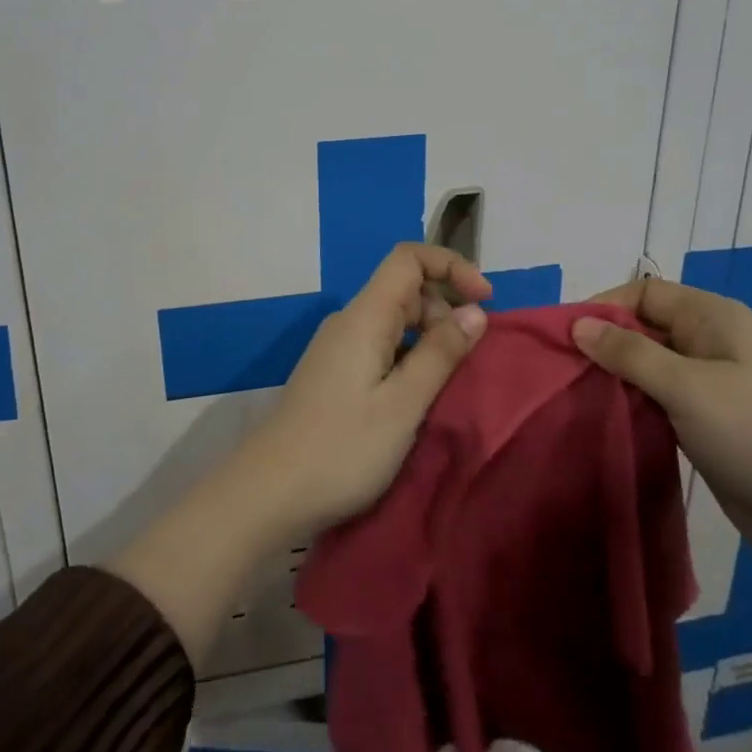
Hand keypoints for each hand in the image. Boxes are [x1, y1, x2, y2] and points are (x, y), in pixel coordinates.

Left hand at [242, 244, 492, 538]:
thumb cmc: (342, 449)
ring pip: (393, 321)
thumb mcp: (403, 404)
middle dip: (444, 310)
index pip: (408, 258)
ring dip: (428, 339)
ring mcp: (337, 348)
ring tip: (447, 383)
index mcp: (365, 316)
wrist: (267, 493)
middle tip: (468, 359)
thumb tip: (475, 312)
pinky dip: (408, 358)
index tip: (485, 300)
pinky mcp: (332, 374)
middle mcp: (348, 322)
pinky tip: (416, 397)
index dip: (451, 266)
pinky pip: (380, 347)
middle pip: (404, 289)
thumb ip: (440, 353)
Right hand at [572, 278, 751, 584]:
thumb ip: (630, 353)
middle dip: (603, 343)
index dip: (603, 307)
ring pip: (647, 366)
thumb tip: (578, 324)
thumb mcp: (688, 388)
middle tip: (562, 371)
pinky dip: (631, 404)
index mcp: (713, 318)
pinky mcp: (706, 421)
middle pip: (643, 327)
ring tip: (573, 396)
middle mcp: (709, 343)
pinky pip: (658, 399)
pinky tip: (604, 420)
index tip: (564, 337)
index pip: (644, 293)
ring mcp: (710, 384)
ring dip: (614, 377)